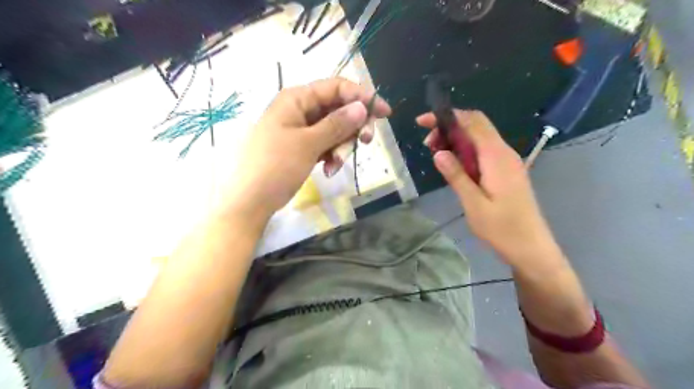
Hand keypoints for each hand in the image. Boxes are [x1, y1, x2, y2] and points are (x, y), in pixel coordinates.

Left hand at [225, 77, 392, 221]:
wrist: (252, 201)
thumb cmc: (276, 167)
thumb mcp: (308, 144)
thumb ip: (337, 124)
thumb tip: (362, 107)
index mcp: (296, 99)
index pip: (336, 87)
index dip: (362, 97)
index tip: (384, 113)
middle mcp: (299, 109)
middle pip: (338, 109)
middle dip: (353, 127)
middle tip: (366, 142)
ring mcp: (301, 129)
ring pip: (335, 129)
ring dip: (341, 147)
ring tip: (334, 165)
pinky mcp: (303, 146)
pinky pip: (326, 144)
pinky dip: (331, 156)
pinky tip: (328, 171)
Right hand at [418, 110, 555, 267]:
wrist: (531, 248)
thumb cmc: (502, 229)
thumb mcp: (473, 204)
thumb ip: (456, 176)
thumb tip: (439, 152)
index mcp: (497, 157)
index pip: (472, 122)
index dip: (447, 116)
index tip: (423, 122)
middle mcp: (504, 153)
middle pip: (476, 125)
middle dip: (449, 127)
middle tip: (428, 145)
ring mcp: (507, 161)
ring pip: (479, 138)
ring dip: (456, 140)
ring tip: (437, 155)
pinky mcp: (506, 171)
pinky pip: (484, 151)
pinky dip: (466, 151)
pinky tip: (454, 165)